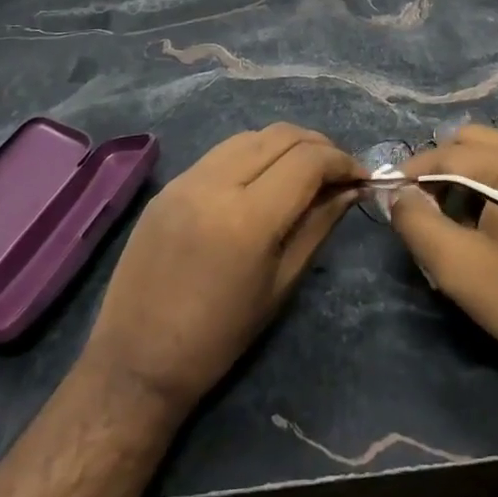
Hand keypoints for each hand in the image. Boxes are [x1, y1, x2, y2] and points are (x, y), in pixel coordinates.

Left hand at [84, 123, 363, 415]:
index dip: (342, 161)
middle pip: (281, 135)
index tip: (361, 176)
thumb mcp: (281, 284)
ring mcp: (186, 178)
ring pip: (251, 135)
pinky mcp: (169, 184)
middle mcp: (216, 183)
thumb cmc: (219, 337)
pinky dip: (253, 153)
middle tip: (338, 171)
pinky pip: (222, 151)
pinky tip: (263, 177)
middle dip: (318, 146)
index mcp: (248, 218)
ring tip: (304, 170)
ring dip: (285, 144)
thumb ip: (318, 226)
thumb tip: (350, 190)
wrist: (137, 360)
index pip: (308, 161)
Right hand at [391, 125, 497, 400]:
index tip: (392, 196)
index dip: (413, 172)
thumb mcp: (458, 268)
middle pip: (474, 141)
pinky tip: (493, 222)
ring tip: (457, 219)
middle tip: (427, 209)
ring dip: (470, 174)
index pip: (449, 152)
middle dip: (442, 168)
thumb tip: (400, 195)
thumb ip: (417, 223)